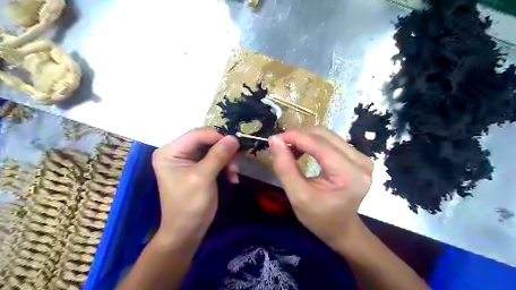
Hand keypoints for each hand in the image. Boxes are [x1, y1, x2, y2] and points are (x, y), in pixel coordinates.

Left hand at [152, 128, 240, 244]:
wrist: (186, 231)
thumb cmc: (190, 205)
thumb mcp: (204, 178)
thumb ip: (218, 155)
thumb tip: (234, 138)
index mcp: (170, 151)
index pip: (197, 134)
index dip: (218, 137)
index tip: (236, 147)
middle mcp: (177, 151)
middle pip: (206, 140)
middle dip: (223, 151)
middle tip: (235, 164)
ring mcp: (187, 159)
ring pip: (213, 149)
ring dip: (226, 159)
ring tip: (234, 174)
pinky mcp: (196, 167)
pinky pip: (214, 158)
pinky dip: (225, 166)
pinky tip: (232, 178)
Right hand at [268, 127, 372, 248]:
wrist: (342, 228)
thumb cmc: (319, 218)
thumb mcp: (297, 196)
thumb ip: (285, 168)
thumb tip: (274, 140)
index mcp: (349, 175)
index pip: (319, 145)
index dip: (295, 137)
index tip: (274, 138)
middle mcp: (360, 161)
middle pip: (324, 135)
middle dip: (299, 136)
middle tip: (280, 145)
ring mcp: (361, 157)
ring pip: (327, 135)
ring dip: (305, 138)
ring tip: (289, 149)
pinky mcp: (357, 156)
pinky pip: (330, 141)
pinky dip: (312, 142)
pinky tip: (302, 151)